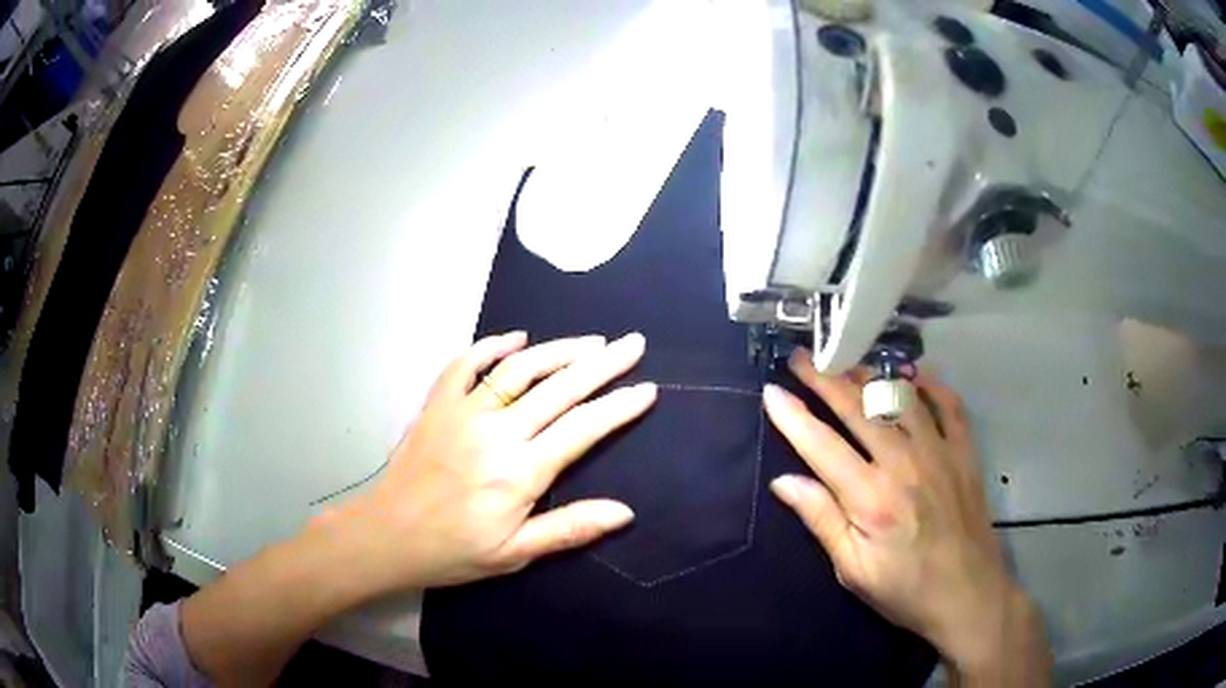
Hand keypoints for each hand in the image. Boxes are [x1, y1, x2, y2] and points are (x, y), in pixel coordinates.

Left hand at [329, 331, 656, 592]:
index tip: (647, 388)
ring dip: (559, 349)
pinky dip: (492, 346)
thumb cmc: (454, 550)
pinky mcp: (438, 404)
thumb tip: (625, 512)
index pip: (583, 429)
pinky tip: (516, 337)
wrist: (388, 534)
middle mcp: (497, 432)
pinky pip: (465, 364)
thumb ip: (570, 529)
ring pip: (520, 369)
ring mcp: (464, 411)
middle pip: (560, 388)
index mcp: (521, 472)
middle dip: (603, 363)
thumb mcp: (515, 552)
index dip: (619, 407)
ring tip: (591, 340)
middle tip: (633, 343)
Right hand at [764, 350, 1048, 681]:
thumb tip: (783, 481)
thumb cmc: (905, 589)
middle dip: (824, 378)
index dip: (793, 415)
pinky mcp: (964, 452)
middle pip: (857, 408)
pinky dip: (931, 384)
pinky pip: (948, 404)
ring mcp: (938, 451)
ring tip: (847, 361)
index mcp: (870, 498)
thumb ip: (822, 521)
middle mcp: (903, 463)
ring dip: (869, 375)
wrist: (968, 595)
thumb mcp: (853, 569)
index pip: (821, 445)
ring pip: (899, 397)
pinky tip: (914, 375)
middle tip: (801, 357)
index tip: (771, 390)